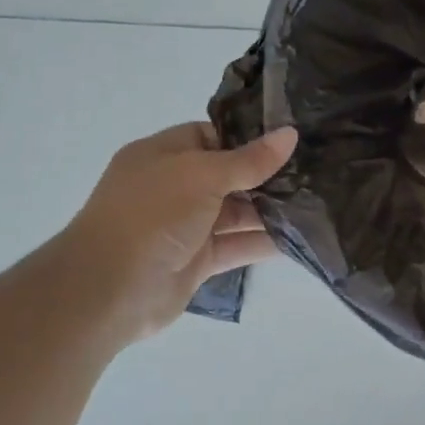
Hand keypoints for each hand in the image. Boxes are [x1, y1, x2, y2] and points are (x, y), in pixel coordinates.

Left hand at [63, 123, 297, 346]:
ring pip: (235, 213)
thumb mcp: (201, 176)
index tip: (288, 140)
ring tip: (316, 202)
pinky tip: (299, 237)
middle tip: (314, 171)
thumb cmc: (151, 216)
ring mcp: (185, 227)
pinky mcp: (197, 261)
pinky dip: (263, 243)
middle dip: (266, 175)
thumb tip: (290, 134)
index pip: (209, 136)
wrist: (109, 290)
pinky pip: (236, 246)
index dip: (246, 138)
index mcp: (162, 156)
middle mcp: (173, 188)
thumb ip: (249, 160)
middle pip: (228, 176)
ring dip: (269, 210)